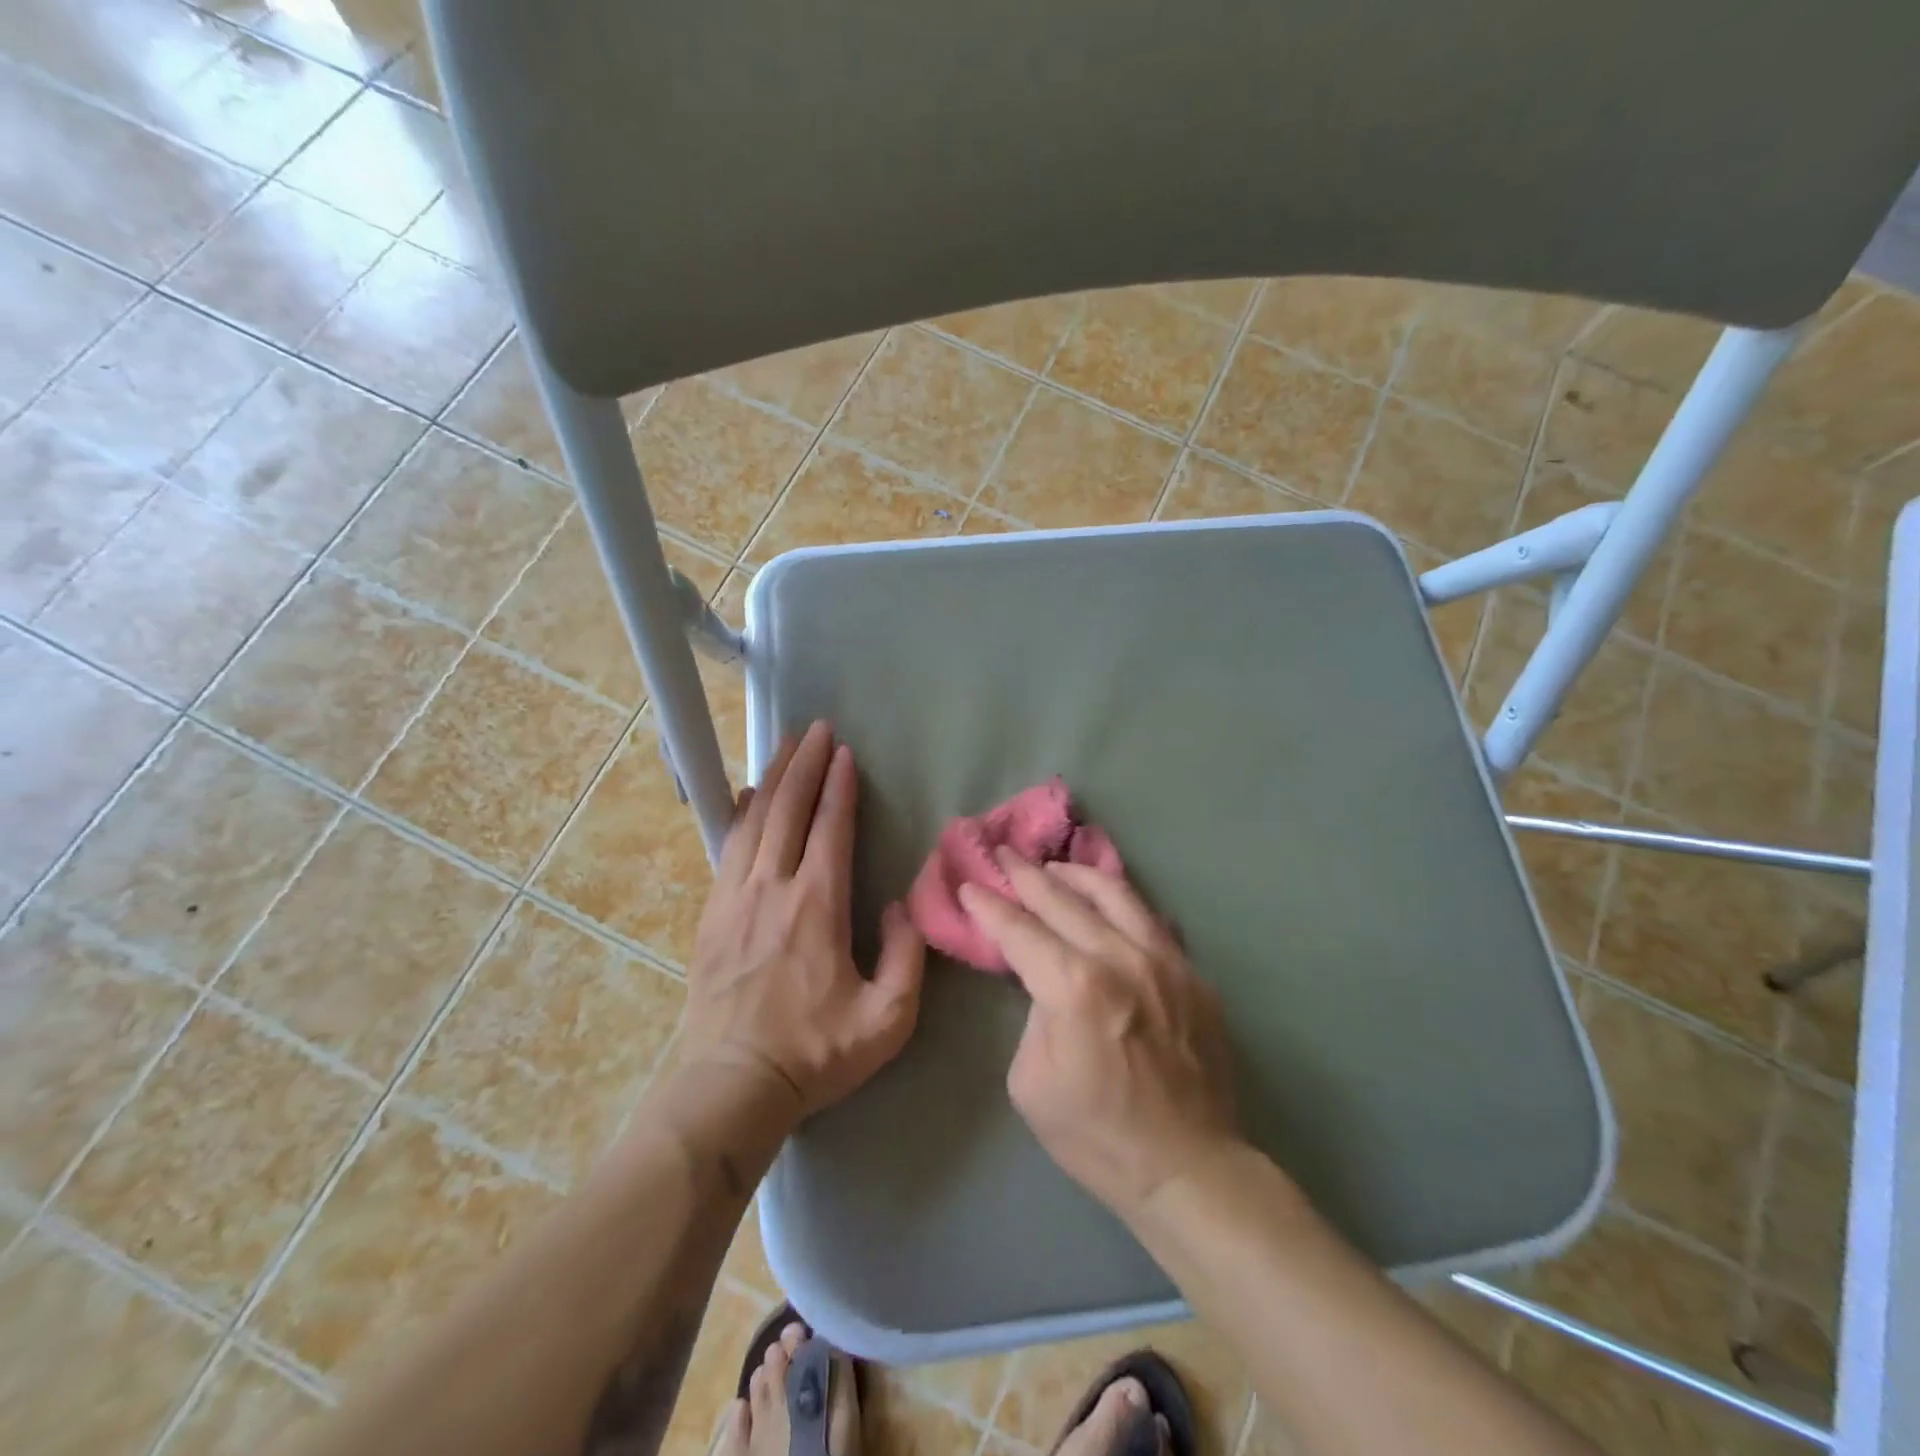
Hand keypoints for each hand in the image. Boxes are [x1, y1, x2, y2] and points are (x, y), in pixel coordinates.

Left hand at [680, 721, 925, 1120]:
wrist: (733, 1084)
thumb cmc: (816, 1052)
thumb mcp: (887, 1017)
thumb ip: (906, 956)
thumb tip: (897, 905)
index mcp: (817, 906)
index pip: (829, 828)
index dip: (839, 786)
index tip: (845, 752)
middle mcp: (773, 888)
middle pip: (787, 809)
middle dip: (803, 764)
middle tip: (815, 728)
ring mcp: (735, 898)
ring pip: (753, 821)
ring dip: (772, 779)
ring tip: (785, 747)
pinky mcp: (711, 914)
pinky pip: (727, 847)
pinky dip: (739, 814)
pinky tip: (745, 797)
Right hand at [962, 853, 1240, 1221]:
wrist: (1188, 1168)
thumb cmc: (1097, 1135)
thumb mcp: (1032, 1081)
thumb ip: (1034, 1014)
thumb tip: (1046, 982)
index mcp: (1075, 986)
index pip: (1020, 930)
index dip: (990, 905)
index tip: (970, 884)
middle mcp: (1122, 958)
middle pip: (1064, 898)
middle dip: (1026, 874)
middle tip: (1004, 854)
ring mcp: (1165, 961)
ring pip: (1116, 893)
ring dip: (1077, 874)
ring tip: (1054, 867)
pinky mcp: (1193, 974)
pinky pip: (1152, 921)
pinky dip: (1122, 903)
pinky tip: (1108, 902)